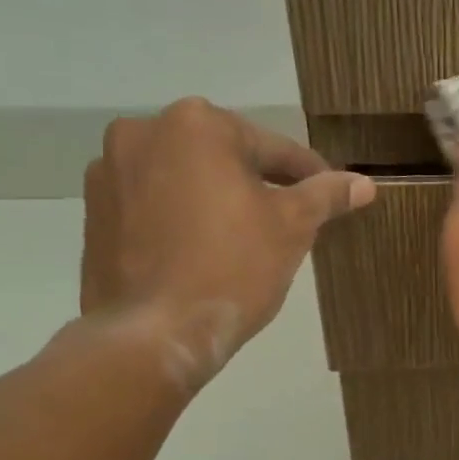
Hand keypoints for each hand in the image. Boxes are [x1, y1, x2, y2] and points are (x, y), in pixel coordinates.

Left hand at [79, 98, 373, 390]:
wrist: (152, 334)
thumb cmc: (232, 268)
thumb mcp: (293, 227)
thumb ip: (327, 195)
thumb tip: (365, 184)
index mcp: (197, 124)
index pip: (274, 148)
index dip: (310, 176)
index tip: (333, 197)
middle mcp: (144, 132)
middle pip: (226, 156)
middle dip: (260, 184)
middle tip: (291, 219)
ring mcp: (109, 171)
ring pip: (187, 177)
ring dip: (219, 197)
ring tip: (246, 237)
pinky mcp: (93, 210)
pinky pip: (155, 201)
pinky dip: (182, 215)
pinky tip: (203, 249)